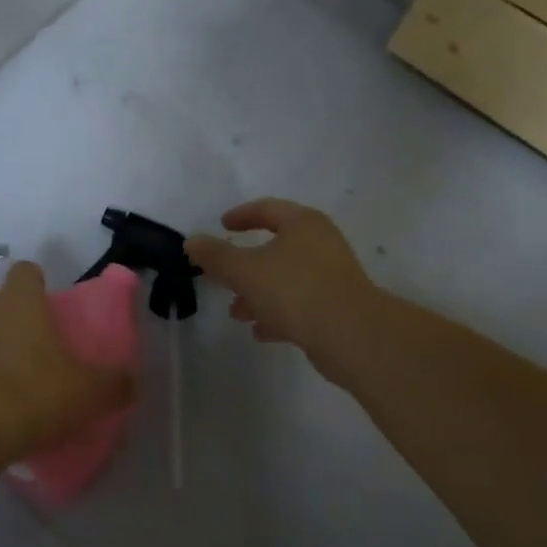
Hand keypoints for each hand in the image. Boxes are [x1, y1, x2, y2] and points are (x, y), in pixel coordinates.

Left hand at [0, 261, 133, 462]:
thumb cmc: (28, 397)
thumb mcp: (85, 394)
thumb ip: (113, 384)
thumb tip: (133, 380)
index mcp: (20, 302)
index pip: (26, 271)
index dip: (37, 284)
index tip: (48, 306)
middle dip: (3, 309)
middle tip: (24, 339)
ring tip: (0, 370)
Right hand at [186, 199, 385, 383]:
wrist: (354, 337)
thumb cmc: (296, 290)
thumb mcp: (245, 270)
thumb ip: (216, 256)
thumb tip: (192, 242)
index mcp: (302, 223)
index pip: (267, 209)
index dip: (241, 216)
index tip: (222, 226)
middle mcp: (321, 243)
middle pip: (276, 246)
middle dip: (245, 265)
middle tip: (223, 276)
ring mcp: (332, 276)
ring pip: (286, 278)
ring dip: (258, 293)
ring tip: (237, 313)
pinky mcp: (338, 307)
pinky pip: (300, 304)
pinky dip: (277, 313)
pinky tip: (260, 331)